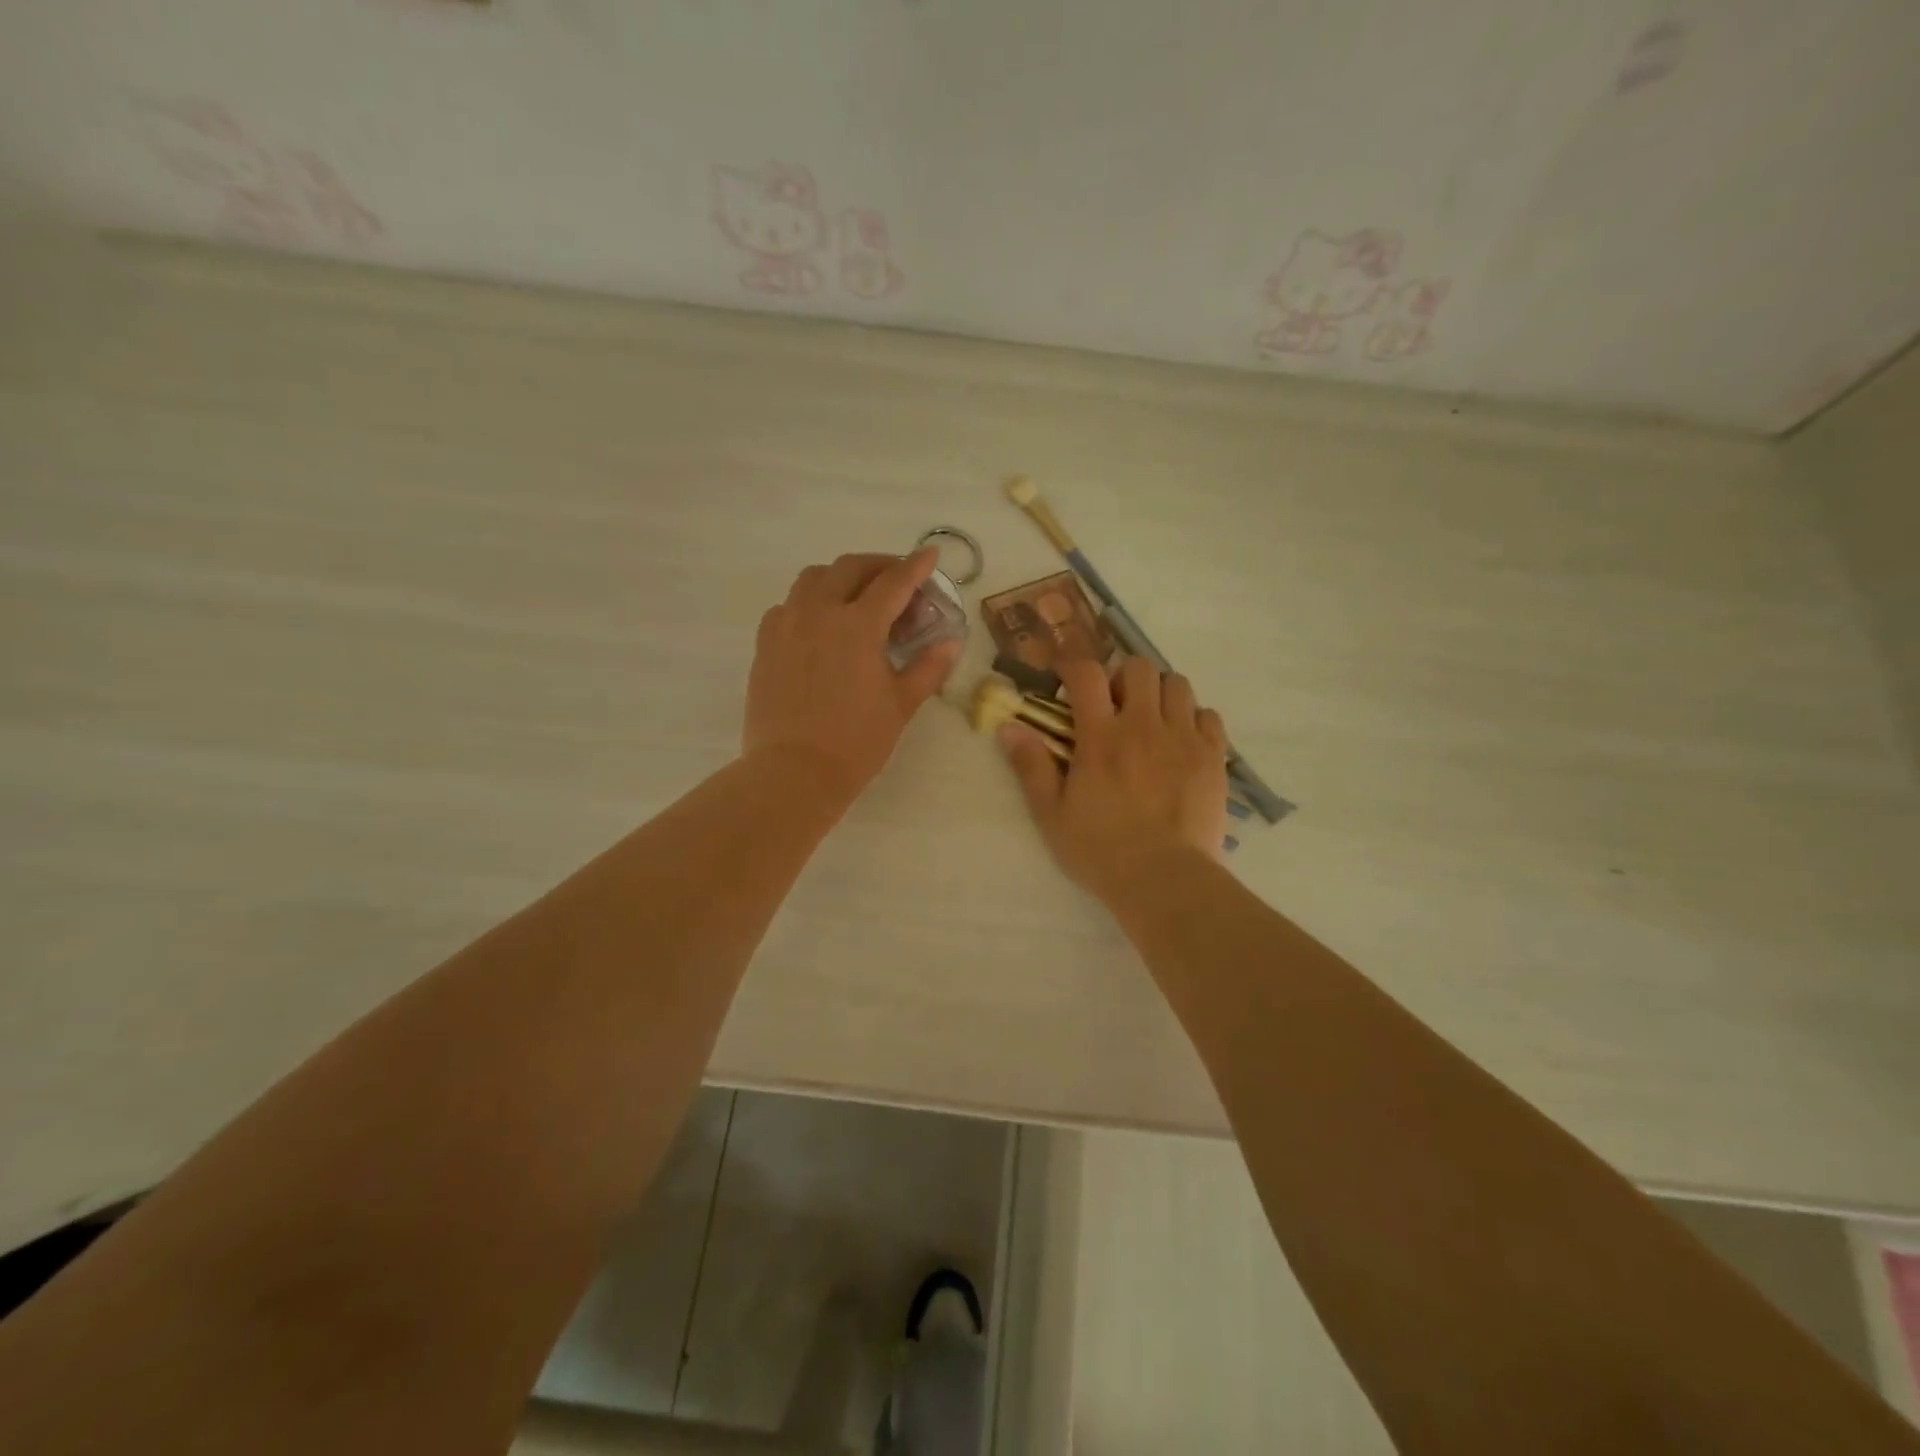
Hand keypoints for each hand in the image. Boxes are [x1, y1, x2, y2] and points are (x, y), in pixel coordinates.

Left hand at [744, 548, 961, 806]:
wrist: (793, 772)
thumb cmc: (856, 741)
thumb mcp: (901, 704)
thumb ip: (928, 667)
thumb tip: (952, 642)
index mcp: (858, 625)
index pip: (893, 582)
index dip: (915, 566)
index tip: (930, 554)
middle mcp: (819, 613)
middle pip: (849, 568)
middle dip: (878, 565)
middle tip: (897, 578)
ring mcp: (787, 625)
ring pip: (812, 579)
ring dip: (840, 577)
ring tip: (856, 596)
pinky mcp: (765, 644)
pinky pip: (788, 606)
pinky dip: (809, 602)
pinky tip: (820, 625)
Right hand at [999, 657, 1228, 900]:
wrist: (1164, 879)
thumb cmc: (1099, 849)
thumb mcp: (1051, 813)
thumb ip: (1030, 766)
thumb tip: (1008, 727)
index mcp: (1101, 736)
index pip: (1087, 674)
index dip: (1074, 666)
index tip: (1067, 678)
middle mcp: (1144, 725)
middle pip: (1138, 668)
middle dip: (1121, 677)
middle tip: (1114, 704)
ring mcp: (1184, 738)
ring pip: (1177, 684)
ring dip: (1158, 693)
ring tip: (1150, 718)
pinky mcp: (1213, 757)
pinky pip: (1208, 715)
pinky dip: (1193, 717)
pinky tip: (1181, 740)